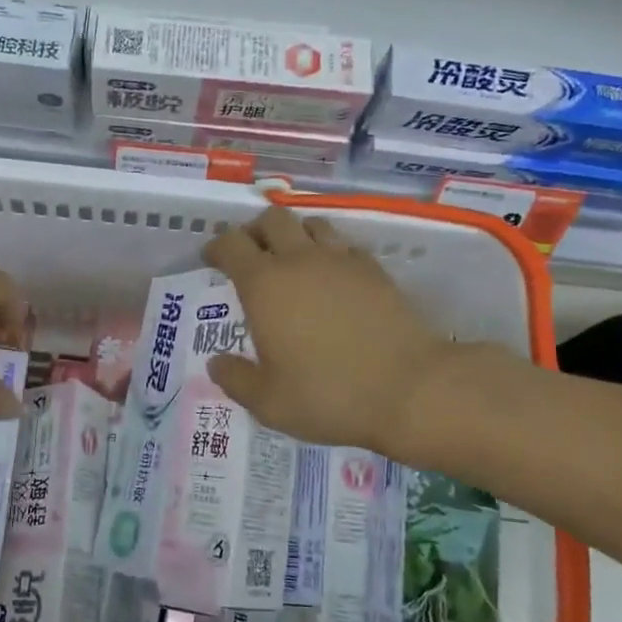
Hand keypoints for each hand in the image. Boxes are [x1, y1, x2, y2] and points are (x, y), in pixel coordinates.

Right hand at [201, 207, 462, 452]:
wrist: (410, 389)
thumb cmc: (328, 395)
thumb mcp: (269, 402)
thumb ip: (236, 379)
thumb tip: (217, 363)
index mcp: (264, 285)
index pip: (231, 243)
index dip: (216, 247)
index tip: (212, 260)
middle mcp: (300, 260)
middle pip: (271, 219)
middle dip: (254, 232)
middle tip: (251, 257)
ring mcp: (341, 261)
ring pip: (311, 223)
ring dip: (294, 234)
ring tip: (292, 261)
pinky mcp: (374, 270)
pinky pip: (344, 245)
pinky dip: (329, 251)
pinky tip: (331, 278)